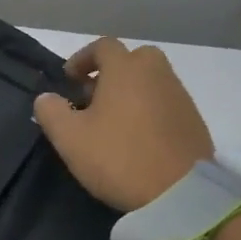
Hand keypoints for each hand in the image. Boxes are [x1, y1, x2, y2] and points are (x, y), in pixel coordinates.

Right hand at [33, 38, 213, 211]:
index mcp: (126, 69)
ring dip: (130, 92)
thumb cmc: (118, 157)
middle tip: (93, 97)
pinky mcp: (194, 120)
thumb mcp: (70, 138)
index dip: (82, 59)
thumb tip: (46, 98)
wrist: (181, 193)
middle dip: (111, 72)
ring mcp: (179, 96)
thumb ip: (51, 111)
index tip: (69, 80)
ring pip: (150, 81)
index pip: (103, 46)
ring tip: (112, 121)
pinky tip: (137, 137)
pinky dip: (149, 110)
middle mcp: (157, 73)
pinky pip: (165, 103)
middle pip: (133, 59)